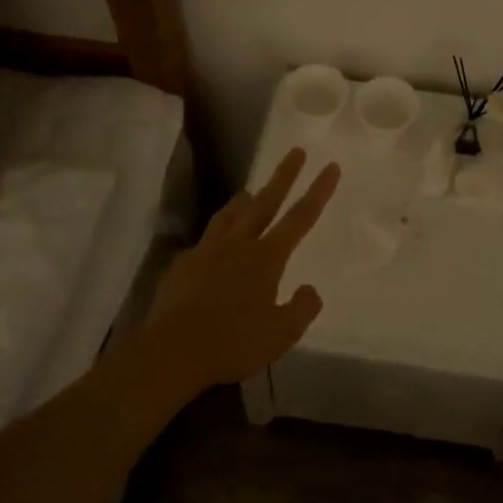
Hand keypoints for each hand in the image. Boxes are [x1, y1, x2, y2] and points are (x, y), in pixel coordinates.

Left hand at [142, 147, 340, 400]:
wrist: (172, 350)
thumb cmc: (233, 342)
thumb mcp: (281, 335)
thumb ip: (301, 309)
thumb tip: (310, 289)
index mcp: (267, 258)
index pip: (300, 217)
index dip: (318, 191)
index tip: (330, 166)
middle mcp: (238, 245)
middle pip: (265, 202)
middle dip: (283, 176)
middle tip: (296, 151)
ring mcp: (206, 251)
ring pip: (229, 215)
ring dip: (244, 200)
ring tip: (249, 190)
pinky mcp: (182, 265)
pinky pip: (204, 242)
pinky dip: (215, 236)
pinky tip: (212, 246)